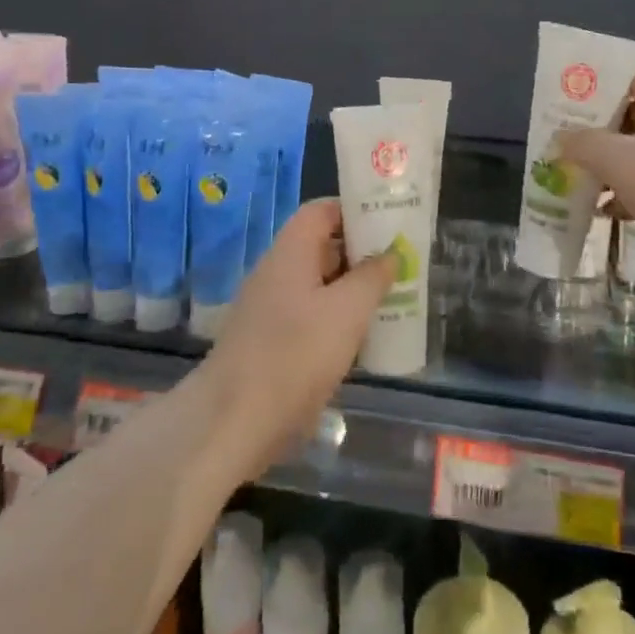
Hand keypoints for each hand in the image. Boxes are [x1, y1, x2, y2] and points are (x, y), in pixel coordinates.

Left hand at [201, 198, 394, 479]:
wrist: (234, 423)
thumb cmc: (296, 354)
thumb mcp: (348, 310)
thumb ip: (373, 277)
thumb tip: (390, 253)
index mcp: (290, 252)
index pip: (322, 211)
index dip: (355, 211)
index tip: (390, 224)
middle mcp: (276, 272)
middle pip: (321, 247)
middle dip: (360, 253)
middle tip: (400, 263)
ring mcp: (269, 310)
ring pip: (317, 286)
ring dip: (351, 290)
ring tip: (390, 299)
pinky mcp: (269, 344)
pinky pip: (309, 317)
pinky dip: (336, 320)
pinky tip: (362, 340)